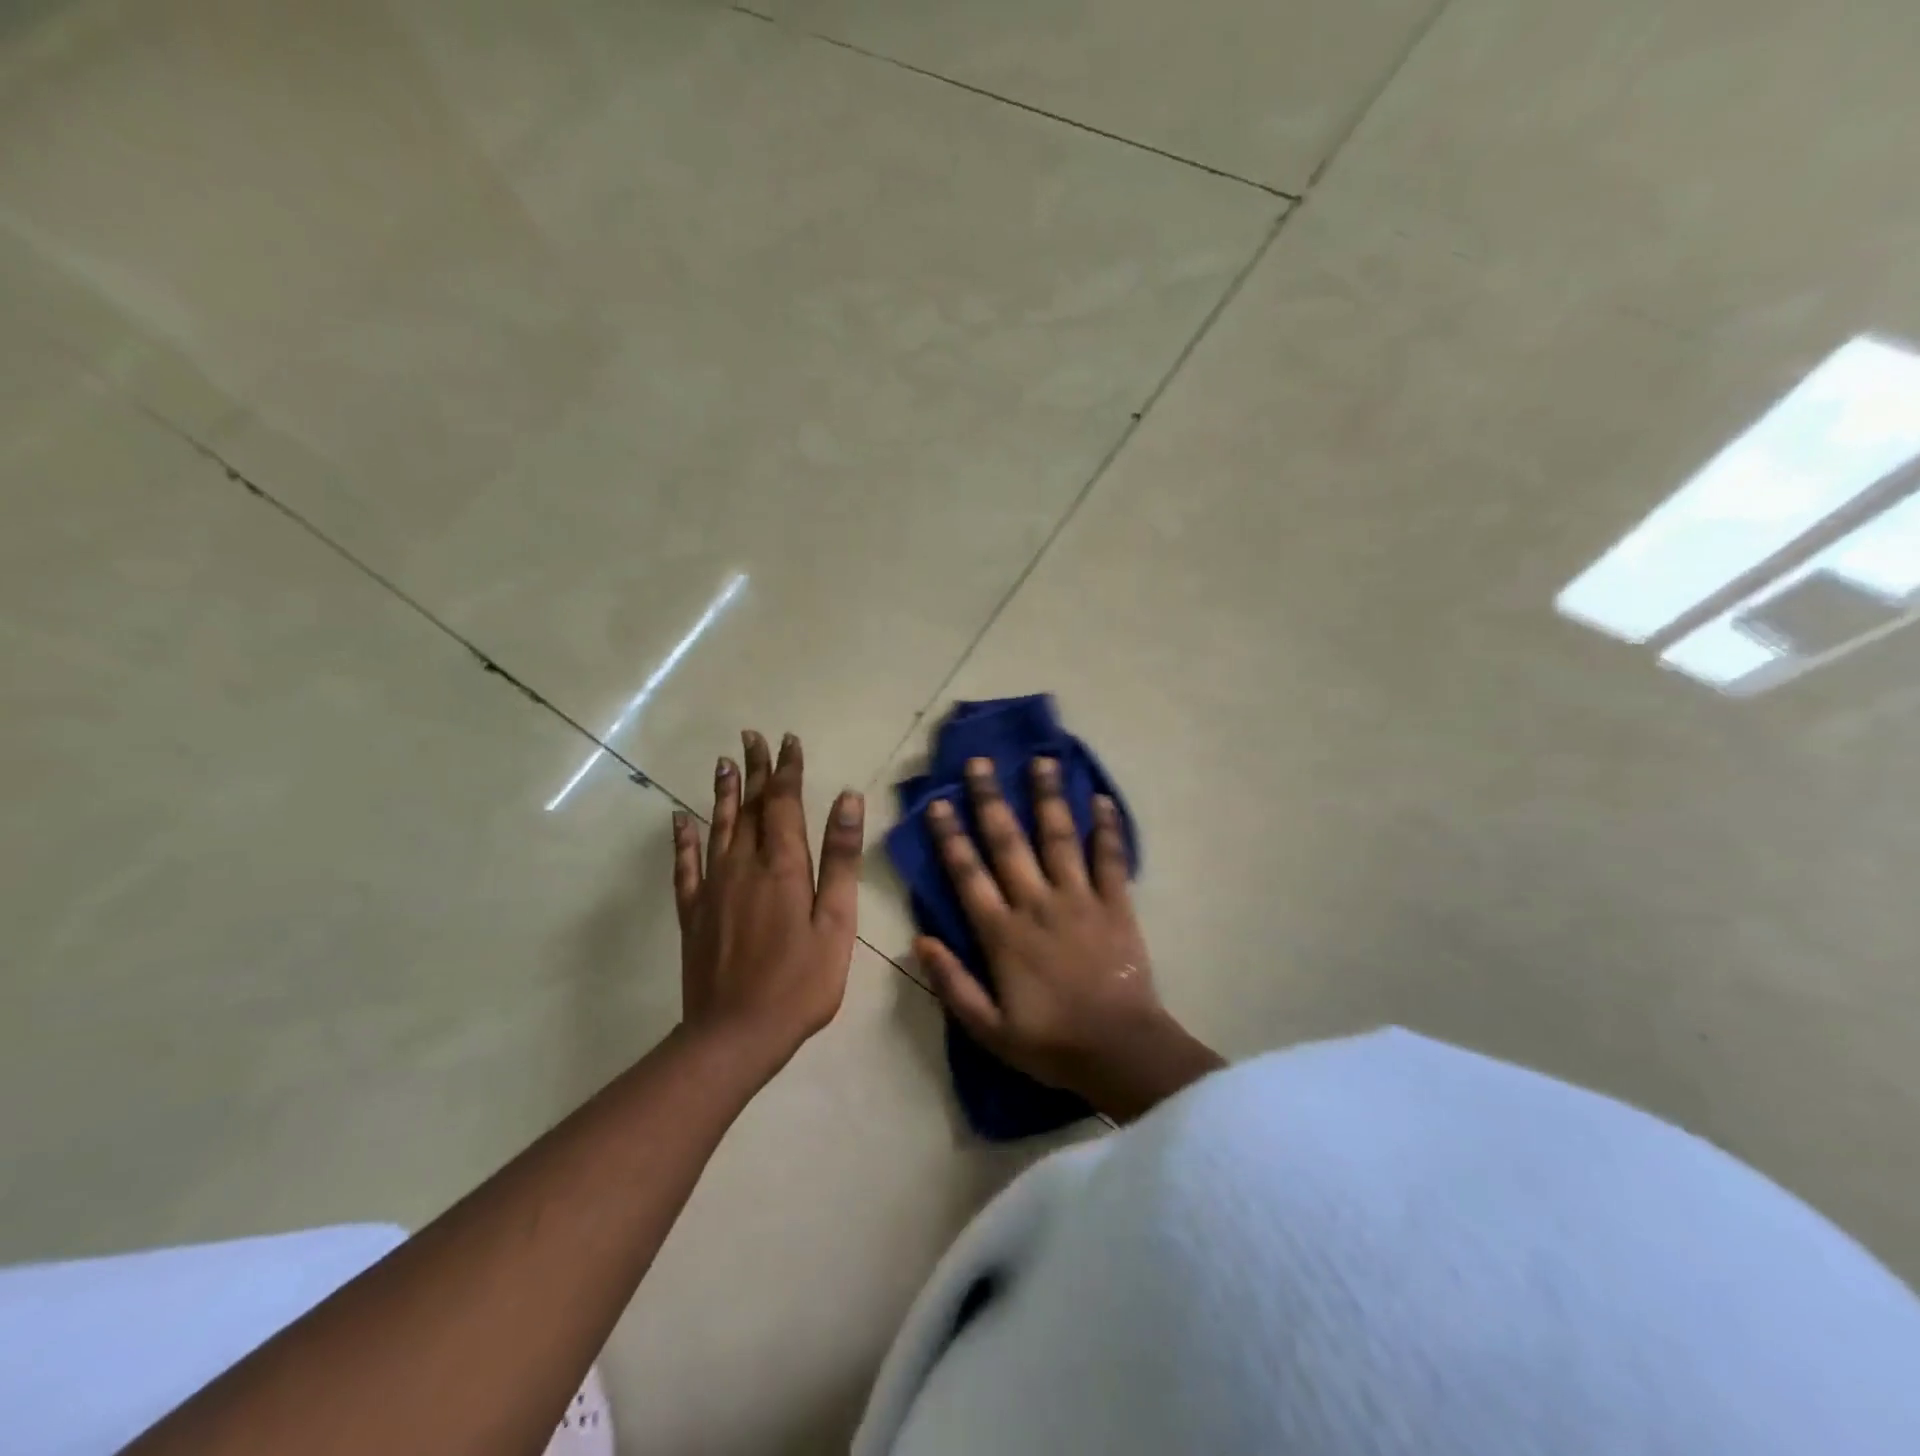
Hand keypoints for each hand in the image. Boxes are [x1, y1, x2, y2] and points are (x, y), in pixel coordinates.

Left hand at [672, 730, 864, 1074]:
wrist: (736, 1034)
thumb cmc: (800, 981)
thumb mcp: (836, 922)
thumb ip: (840, 858)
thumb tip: (847, 799)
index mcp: (782, 866)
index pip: (783, 803)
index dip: (786, 770)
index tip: (787, 740)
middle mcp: (743, 865)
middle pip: (749, 807)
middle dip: (754, 770)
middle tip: (752, 737)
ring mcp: (713, 888)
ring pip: (717, 827)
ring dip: (723, 793)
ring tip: (724, 762)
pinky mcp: (693, 912)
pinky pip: (685, 866)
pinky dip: (683, 839)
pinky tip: (679, 820)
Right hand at [916, 756, 1221, 1122]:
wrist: (1120, 1052)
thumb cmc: (1050, 1042)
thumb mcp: (987, 1029)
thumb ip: (952, 984)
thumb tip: (919, 940)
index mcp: (1002, 933)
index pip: (968, 874)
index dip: (950, 837)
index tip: (937, 803)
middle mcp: (1037, 904)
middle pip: (1008, 842)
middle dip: (990, 800)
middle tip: (979, 763)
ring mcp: (1079, 899)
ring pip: (1059, 838)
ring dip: (1047, 798)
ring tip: (1041, 761)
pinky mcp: (1116, 903)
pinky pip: (1110, 858)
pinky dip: (1107, 828)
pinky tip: (1101, 799)